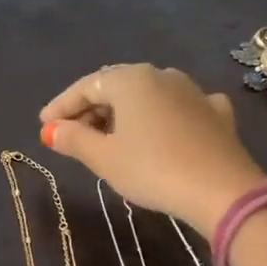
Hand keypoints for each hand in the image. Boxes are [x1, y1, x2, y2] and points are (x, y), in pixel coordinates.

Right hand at [39, 64, 266, 236]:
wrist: (222, 190)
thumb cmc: (152, 169)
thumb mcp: (104, 158)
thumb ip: (74, 140)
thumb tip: (51, 131)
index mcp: (130, 80)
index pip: (86, 87)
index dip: (62, 107)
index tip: (44, 126)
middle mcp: (161, 75)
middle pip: (116, 88)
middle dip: (91, 109)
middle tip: (71, 134)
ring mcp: (193, 91)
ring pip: (148, 97)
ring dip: (124, 114)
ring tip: (110, 137)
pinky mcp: (216, 113)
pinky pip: (179, 109)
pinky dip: (161, 119)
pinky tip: (162, 132)